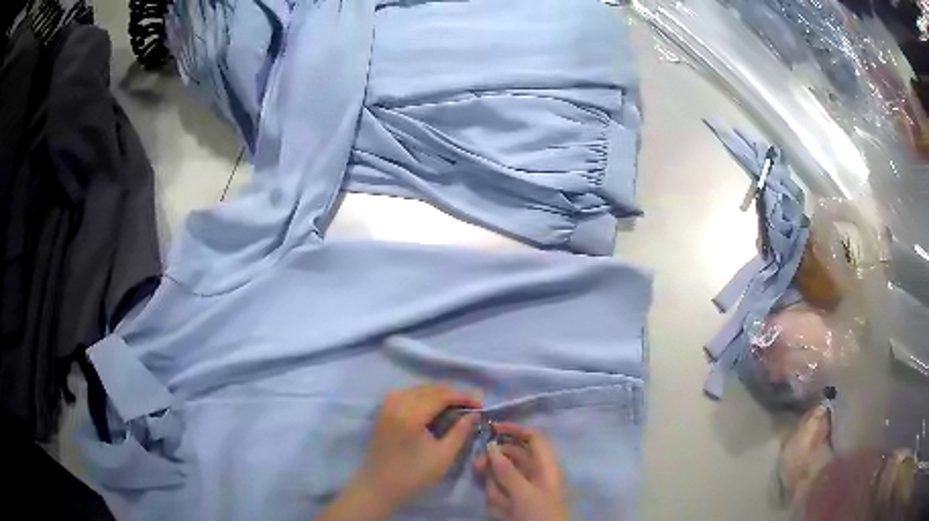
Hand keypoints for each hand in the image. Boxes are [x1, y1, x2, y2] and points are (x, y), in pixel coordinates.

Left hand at [358, 384, 480, 510]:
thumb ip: (461, 432)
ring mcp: (387, 405)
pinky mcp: (383, 410)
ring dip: (439, 394)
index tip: (481, 404)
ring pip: (418, 389)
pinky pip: (407, 394)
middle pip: (430, 389)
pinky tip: (434, 408)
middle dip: (453, 394)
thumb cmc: (413, 475)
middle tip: (472, 406)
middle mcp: (396, 403)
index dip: (464, 397)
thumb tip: (474, 415)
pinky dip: (424, 396)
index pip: (442, 395)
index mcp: (411, 414)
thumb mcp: (443, 456)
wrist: (378, 486)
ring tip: (456, 407)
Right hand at [473, 423, 570, 520]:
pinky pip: (498, 496)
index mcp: (546, 466)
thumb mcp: (525, 493)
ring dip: (496, 490)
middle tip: (477, 468)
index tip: (490, 428)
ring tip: (504, 506)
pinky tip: (504, 514)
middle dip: (494, 463)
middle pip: (510, 457)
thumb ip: (507, 470)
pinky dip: (497, 503)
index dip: (514, 429)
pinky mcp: (514, 504)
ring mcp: (523, 490)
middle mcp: (535, 474)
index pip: (533, 438)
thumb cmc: (542, 514)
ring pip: (500, 479)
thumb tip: (491, 446)